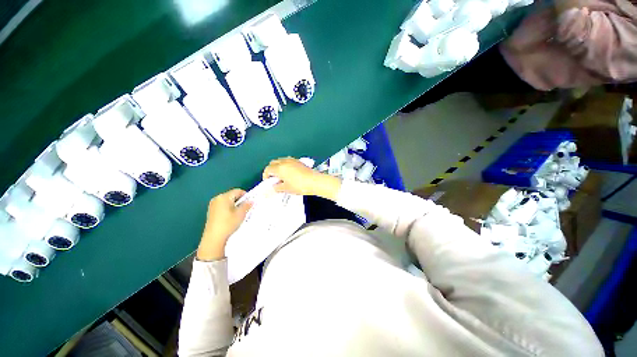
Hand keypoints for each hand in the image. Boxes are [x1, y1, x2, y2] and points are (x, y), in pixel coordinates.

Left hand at [197, 189, 251, 260]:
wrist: (214, 238)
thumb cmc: (228, 223)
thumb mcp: (241, 214)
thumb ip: (247, 205)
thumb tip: (252, 201)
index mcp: (224, 197)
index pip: (237, 191)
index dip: (246, 195)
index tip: (251, 202)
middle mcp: (217, 199)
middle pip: (232, 195)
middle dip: (240, 200)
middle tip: (247, 208)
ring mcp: (213, 205)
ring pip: (227, 201)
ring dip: (235, 205)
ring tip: (239, 213)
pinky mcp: (211, 212)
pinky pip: (223, 206)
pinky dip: (229, 209)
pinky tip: (232, 217)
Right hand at [263, 157, 340, 199]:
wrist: (314, 181)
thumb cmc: (299, 185)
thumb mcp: (286, 189)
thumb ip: (277, 187)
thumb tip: (274, 187)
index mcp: (279, 168)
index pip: (268, 169)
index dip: (266, 176)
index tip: (268, 182)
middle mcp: (285, 162)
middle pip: (273, 163)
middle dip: (271, 170)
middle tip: (274, 179)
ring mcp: (292, 160)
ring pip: (281, 161)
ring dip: (278, 166)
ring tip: (282, 176)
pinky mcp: (299, 161)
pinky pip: (288, 161)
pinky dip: (285, 165)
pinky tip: (290, 173)